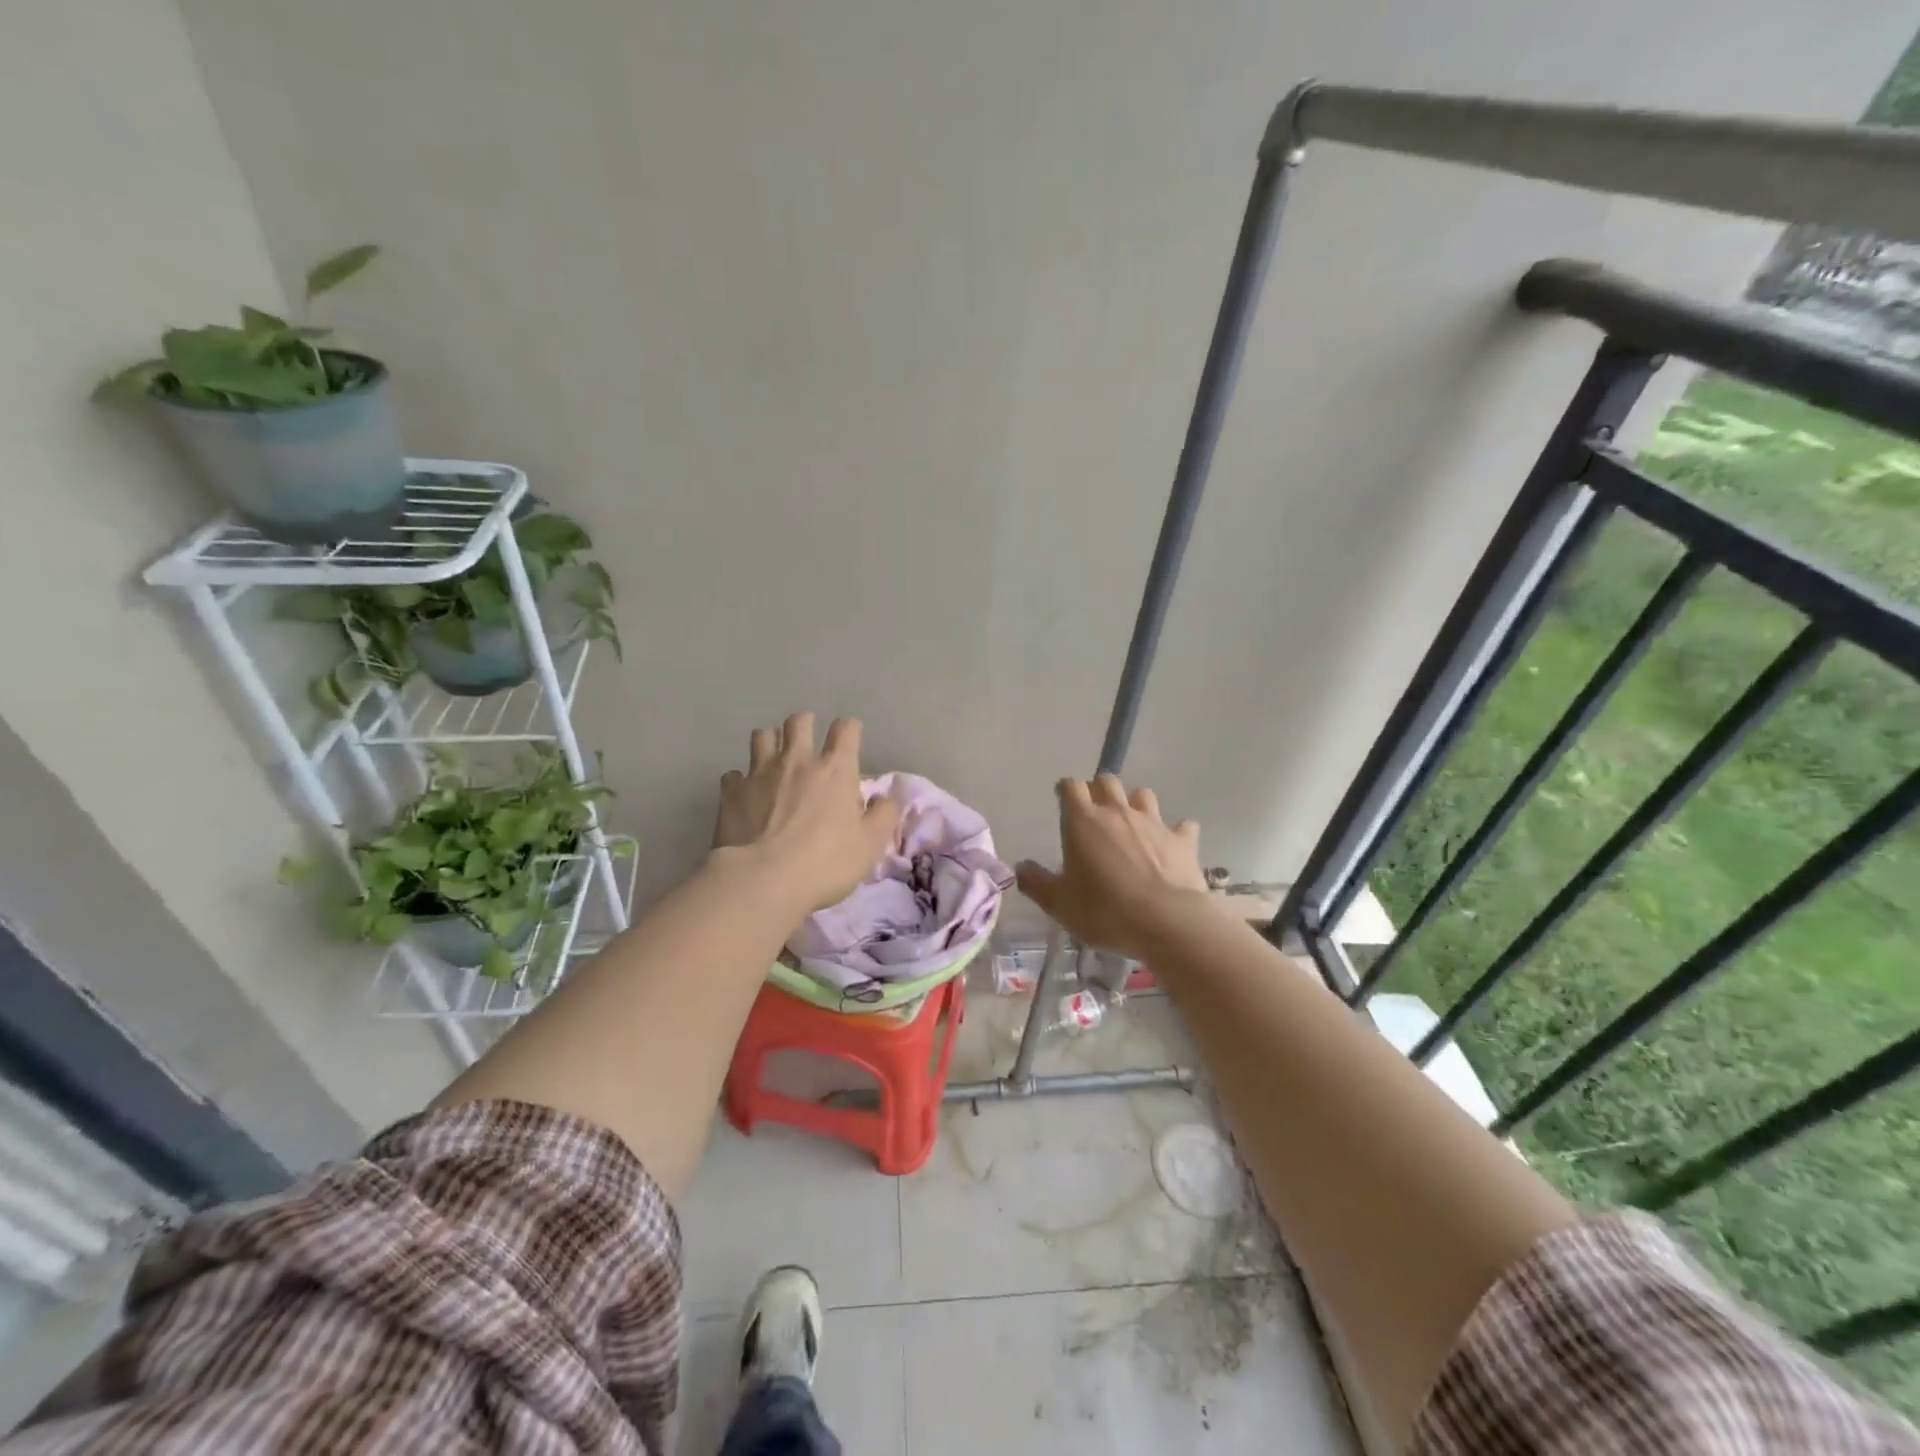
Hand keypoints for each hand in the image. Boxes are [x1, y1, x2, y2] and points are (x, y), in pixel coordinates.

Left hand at [712, 713, 900, 913]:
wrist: (763, 881)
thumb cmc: (826, 863)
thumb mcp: (871, 845)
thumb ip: (884, 816)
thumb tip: (886, 799)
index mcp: (835, 770)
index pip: (845, 730)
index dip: (849, 730)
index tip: (850, 738)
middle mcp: (797, 761)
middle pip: (799, 722)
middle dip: (806, 724)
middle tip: (808, 739)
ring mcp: (759, 773)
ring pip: (763, 736)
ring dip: (771, 741)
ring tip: (774, 758)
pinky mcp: (731, 792)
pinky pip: (734, 774)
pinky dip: (741, 779)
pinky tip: (745, 793)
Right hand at [1016, 775, 1209, 960]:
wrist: (1166, 921)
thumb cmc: (1105, 910)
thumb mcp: (1059, 903)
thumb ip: (1036, 882)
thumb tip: (1021, 867)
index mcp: (1083, 821)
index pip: (1071, 787)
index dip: (1066, 789)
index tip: (1062, 798)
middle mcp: (1118, 812)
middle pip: (1107, 782)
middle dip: (1099, 789)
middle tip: (1095, 810)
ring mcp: (1154, 823)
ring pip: (1143, 794)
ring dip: (1136, 803)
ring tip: (1132, 822)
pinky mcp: (1183, 840)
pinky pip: (1182, 826)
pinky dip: (1177, 832)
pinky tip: (1173, 844)